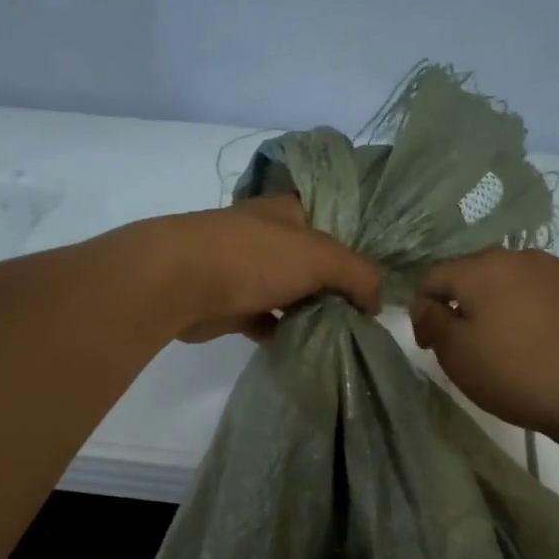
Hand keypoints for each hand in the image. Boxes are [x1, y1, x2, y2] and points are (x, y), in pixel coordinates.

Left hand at [141, 195, 382, 343]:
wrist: (179, 282)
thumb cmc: (253, 257)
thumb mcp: (320, 257)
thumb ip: (358, 275)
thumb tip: (378, 303)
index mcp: (289, 211)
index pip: (333, 221)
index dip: (357, 246)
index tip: (379, 278)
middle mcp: (267, 235)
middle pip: (312, 261)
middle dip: (336, 287)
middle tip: (365, 316)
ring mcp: (245, 270)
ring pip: (289, 292)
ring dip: (310, 312)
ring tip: (342, 335)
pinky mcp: (229, 304)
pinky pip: (265, 319)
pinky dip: (281, 332)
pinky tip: (303, 347)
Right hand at [410, 248, 558, 441]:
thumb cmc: (517, 374)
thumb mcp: (458, 356)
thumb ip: (433, 322)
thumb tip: (426, 304)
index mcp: (481, 269)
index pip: (434, 276)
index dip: (423, 310)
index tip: (430, 345)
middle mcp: (519, 257)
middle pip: (475, 273)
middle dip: (463, 303)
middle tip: (466, 345)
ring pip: (513, 281)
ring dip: (500, 304)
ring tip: (508, 343)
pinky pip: (546, 294)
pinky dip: (534, 311)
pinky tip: (543, 343)